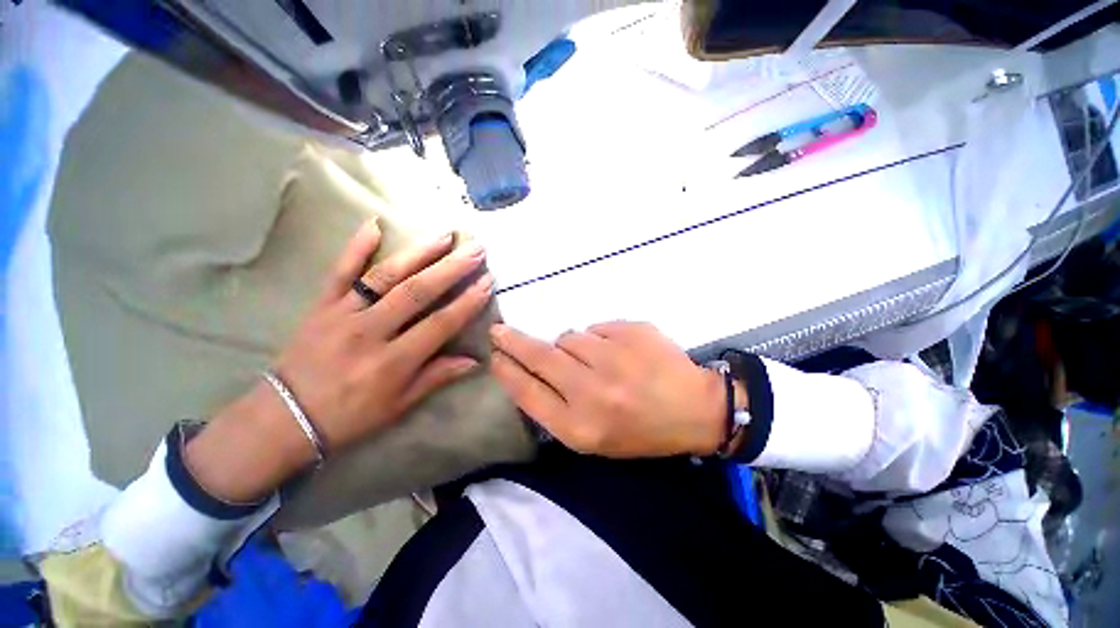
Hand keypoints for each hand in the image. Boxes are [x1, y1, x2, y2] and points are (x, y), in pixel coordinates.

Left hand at [186, 219, 493, 500]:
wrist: (285, 418)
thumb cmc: (350, 415)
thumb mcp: (399, 405)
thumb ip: (437, 377)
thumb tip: (475, 360)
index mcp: (393, 362)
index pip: (440, 324)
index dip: (467, 303)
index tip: (487, 282)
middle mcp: (370, 332)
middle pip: (417, 293)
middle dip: (451, 269)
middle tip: (475, 249)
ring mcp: (342, 314)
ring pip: (384, 277)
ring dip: (417, 253)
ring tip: (444, 235)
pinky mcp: (320, 305)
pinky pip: (339, 272)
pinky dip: (355, 247)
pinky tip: (374, 225)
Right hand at [490, 321, 728, 457]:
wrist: (695, 409)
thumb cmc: (641, 431)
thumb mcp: (594, 436)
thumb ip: (557, 405)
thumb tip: (531, 367)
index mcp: (580, 426)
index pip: (527, 392)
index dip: (506, 371)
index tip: (493, 356)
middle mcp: (592, 391)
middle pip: (540, 356)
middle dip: (514, 341)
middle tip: (500, 331)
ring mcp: (614, 357)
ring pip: (569, 337)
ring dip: (572, 345)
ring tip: (598, 361)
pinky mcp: (631, 331)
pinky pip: (596, 328)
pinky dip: (599, 338)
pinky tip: (620, 353)